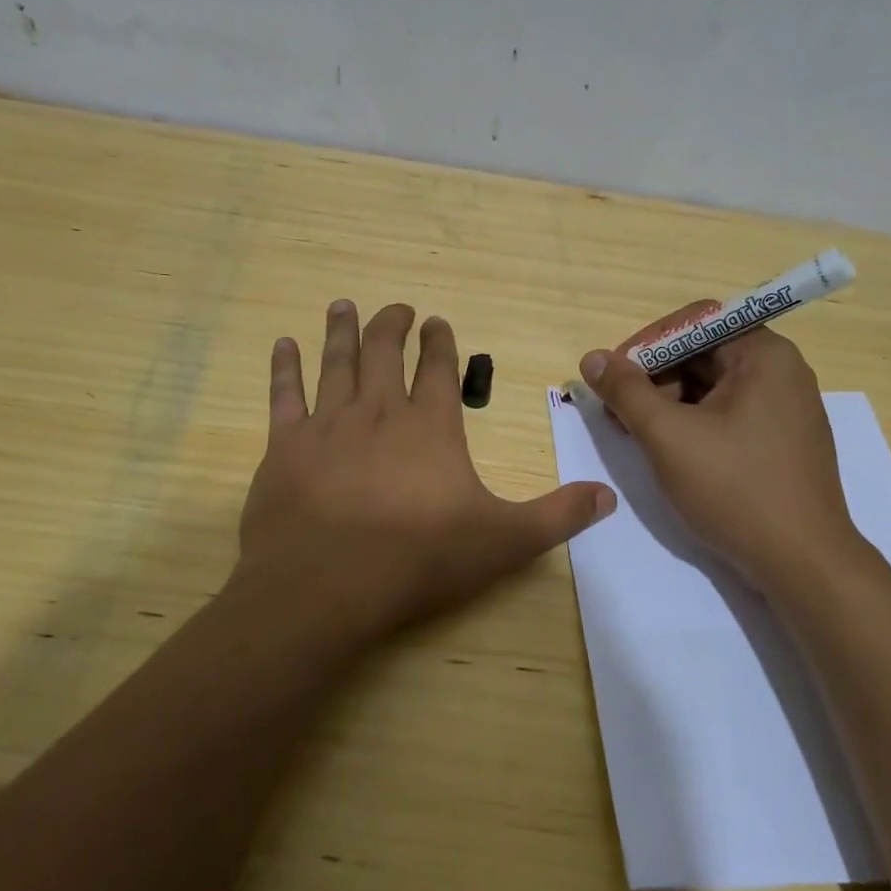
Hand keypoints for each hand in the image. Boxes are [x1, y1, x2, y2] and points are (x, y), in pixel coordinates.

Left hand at [233, 300, 615, 642]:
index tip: (437, 321)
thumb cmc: (418, 559)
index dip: (439, 342)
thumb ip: (556, 516)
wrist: (325, 585)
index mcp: (430, 427)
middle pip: (384, 352)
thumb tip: (607, 494)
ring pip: (336, 362)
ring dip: (341, 330)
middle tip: (397, 308)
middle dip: (392, 325)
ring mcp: (328, 425)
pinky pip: (283, 395)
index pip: (438, 369)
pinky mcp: (285, 447)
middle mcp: (378, 412)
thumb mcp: (503, 541)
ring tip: (343, 305)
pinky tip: (282, 344)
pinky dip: (283, 367)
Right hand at [578, 311, 867, 600]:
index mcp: (764, 355)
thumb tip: (592, 358)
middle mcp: (781, 372)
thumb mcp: (668, 436)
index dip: (648, 343)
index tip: (614, 375)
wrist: (802, 563)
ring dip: (668, 402)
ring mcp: (785, 409)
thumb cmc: (735, 489)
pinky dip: (692, 423)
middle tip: (617, 411)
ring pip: (712, 387)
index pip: (695, 322)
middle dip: (654, 377)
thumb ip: (626, 392)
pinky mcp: (781, 441)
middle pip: (703, 353)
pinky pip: (727, 414)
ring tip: (636, 434)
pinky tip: (668, 449)